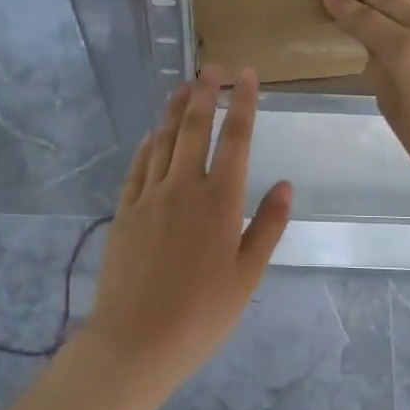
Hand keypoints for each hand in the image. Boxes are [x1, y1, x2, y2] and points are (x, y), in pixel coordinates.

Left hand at [84, 66, 291, 388]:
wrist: (136, 341)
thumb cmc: (202, 314)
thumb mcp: (247, 276)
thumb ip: (267, 226)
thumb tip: (285, 184)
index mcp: (220, 201)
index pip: (236, 139)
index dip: (243, 104)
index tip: (246, 76)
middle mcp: (184, 187)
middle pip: (195, 128)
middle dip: (205, 93)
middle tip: (211, 68)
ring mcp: (149, 196)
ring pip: (164, 140)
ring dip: (175, 110)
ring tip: (182, 86)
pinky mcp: (124, 211)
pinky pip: (138, 166)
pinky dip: (148, 144)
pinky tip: (153, 134)